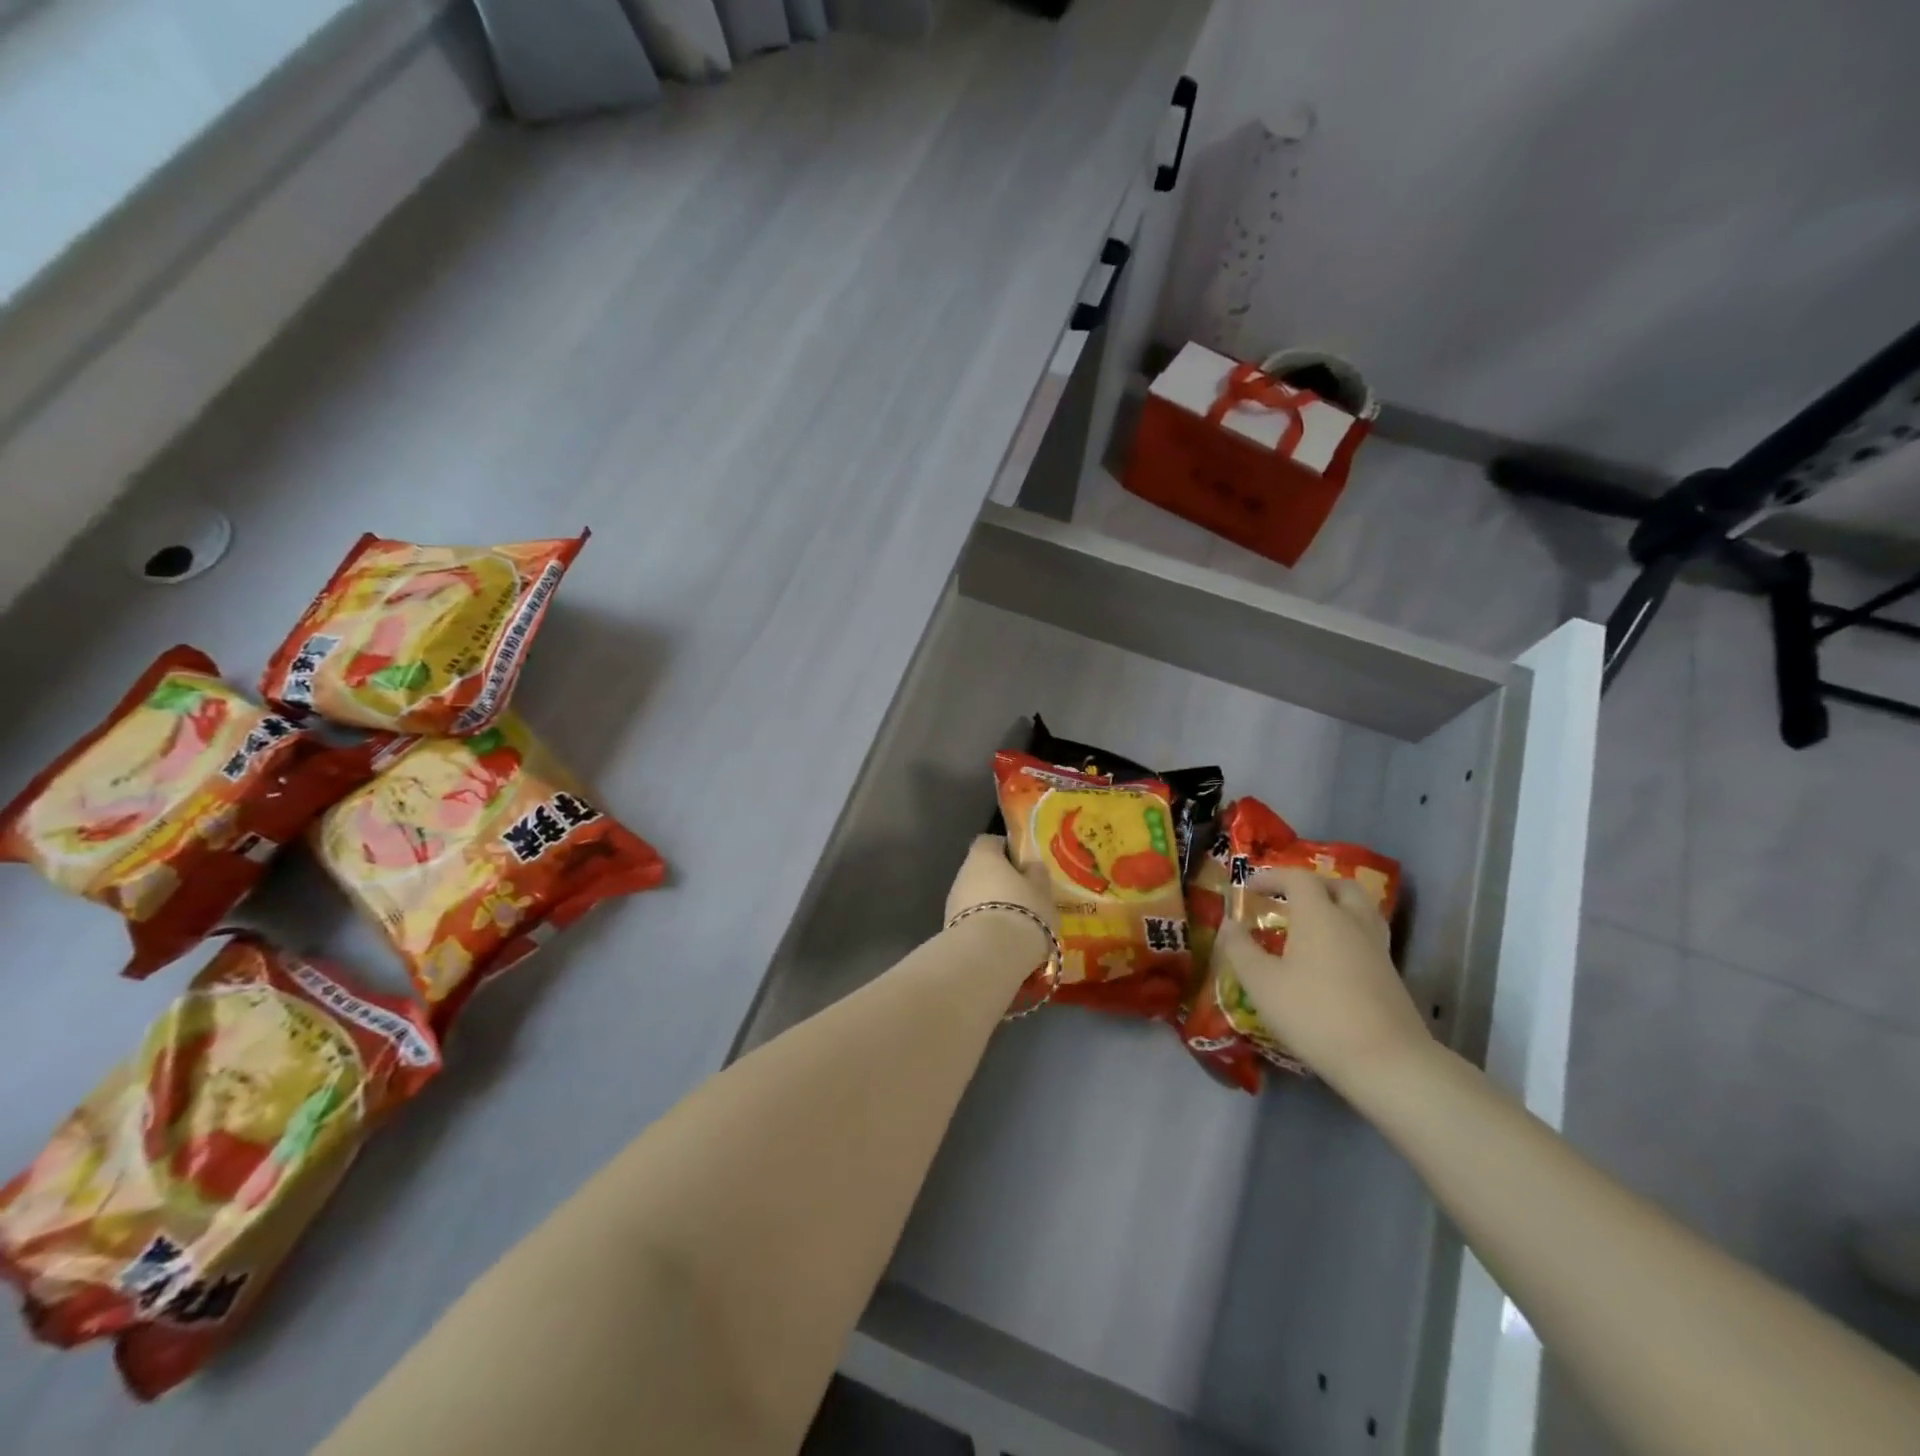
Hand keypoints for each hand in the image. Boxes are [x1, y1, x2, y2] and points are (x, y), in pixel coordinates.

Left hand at [944, 834, 1057, 967]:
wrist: (990, 956)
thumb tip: (1030, 866)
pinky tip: (1002, 942)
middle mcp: (962, 874)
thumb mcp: (1042, 890)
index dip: (1006, 849)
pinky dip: (985, 926)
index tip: (1022, 864)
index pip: (990, 842)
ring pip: (975, 897)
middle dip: (999, 882)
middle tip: (1024, 898)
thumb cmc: (1022, 911)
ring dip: (992, 906)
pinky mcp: (950, 930)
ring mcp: (952, 903)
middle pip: (981, 871)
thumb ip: (1036, 873)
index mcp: (983, 856)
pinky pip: (972, 921)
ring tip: (1016, 924)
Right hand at [1214, 867, 1429, 1091]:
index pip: (1298, 878)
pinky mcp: (1391, 975)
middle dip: (1311, 886)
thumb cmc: (1315, 1014)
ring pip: (1360, 910)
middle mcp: (1352, 921)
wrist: (1387, 1061)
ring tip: (1312, 925)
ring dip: (1335, 907)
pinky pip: (1367, 936)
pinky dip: (1347, 933)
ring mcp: (1377, 948)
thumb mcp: (1262, 984)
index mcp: (1319, 915)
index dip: (1272, 877)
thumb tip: (1229, 923)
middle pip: (1338, 886)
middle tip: (1288, 900)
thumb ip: (1240, 948)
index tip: (1250, 888)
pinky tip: (1331, 959)